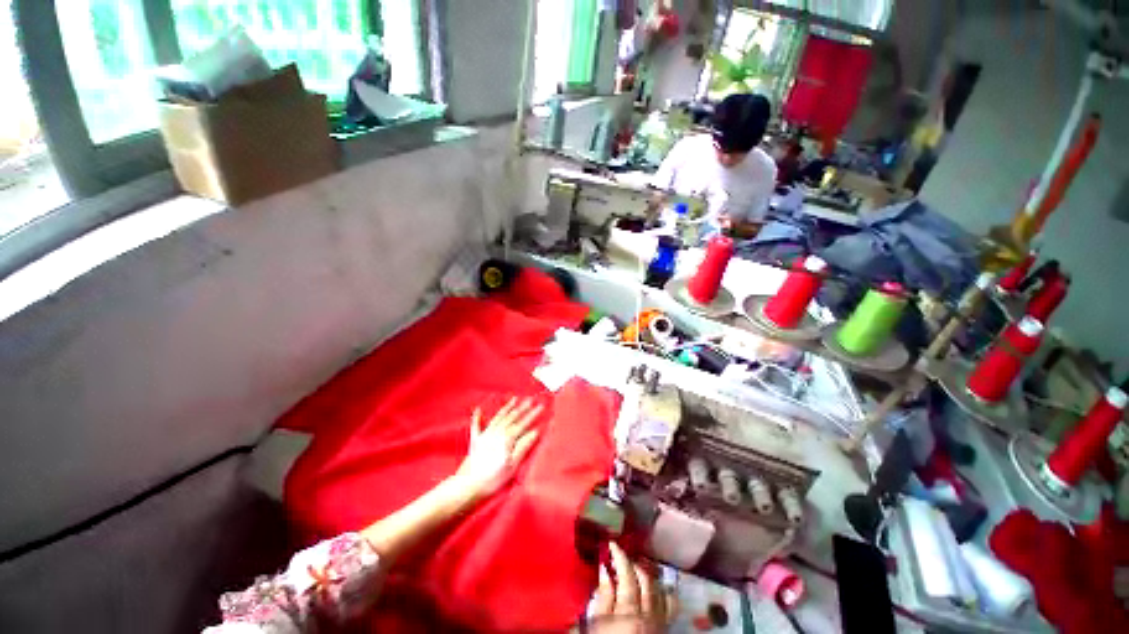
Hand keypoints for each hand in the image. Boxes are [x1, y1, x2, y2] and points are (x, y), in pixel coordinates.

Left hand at [454, 397, 542, 499]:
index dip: (532, 414)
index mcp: (507, 439)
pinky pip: (476, 426)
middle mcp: (496, 433)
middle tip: (531, 399)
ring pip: (498, 417)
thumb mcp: (512, 465)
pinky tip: (478, 409)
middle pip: (512, 417)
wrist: (467, 486)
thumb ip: (523, 447)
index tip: (541, 406)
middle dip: (522, 408)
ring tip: (514, 399)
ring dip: (507, 408)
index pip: (523, 424)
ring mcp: (485, 435)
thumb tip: (534, 432)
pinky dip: (477, 417)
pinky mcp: (475, 441)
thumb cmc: (492, 479)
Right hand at [589, 543, 670, 632]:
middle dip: (633, 563)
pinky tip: (656, 587)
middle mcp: (650, 614)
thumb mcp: (597, 623)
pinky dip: (664, 591)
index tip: (611, 543)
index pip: (628, 574)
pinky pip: (670, 605)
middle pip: (646, 579)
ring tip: (637, 568)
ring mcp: (660, 621)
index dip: (620, 555)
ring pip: (661, 589)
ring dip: (649, 575)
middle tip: (621, 556)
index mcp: (630, 611)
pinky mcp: (665, 628)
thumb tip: (604, 569)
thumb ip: (603, 596)